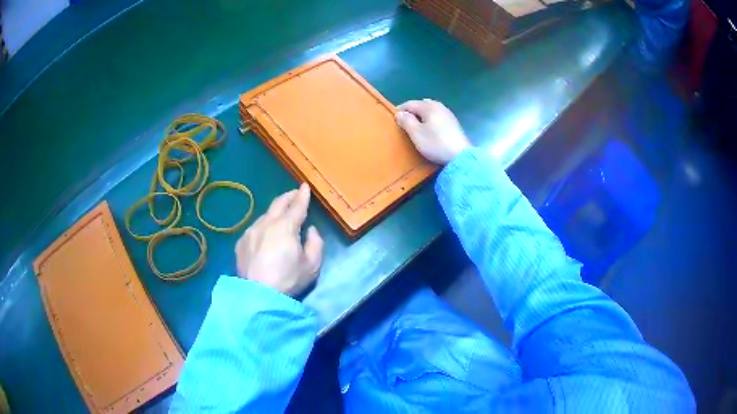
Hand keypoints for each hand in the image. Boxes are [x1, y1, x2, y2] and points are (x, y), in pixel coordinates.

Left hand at [235, 183, 323, 295]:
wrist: (258, 295)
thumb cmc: (288, 279)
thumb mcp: (312, 265)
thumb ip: (315, 243)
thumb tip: (311, 230)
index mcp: (286, 226)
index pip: (297, 206)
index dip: (302, 195)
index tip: (305, 186)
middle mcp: (266, 223)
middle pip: (278, 203)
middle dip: (288, 196)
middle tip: (294, 193)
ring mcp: (251, 231)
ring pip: (265, 215)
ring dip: (275, 212)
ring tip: (280, 215)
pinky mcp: (241, 242)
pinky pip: (255, 228)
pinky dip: (263, 226)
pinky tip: (265, 234)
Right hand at [395, 99, 471, 164]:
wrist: (460, 156)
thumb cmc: (435, 144)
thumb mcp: (416, 133)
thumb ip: (406, 121)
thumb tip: (399, 113)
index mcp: (429, 106)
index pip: (410, 103)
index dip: (400, 110)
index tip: (393, 119)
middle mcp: (439, 106)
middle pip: (422, 104)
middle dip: (412, 111)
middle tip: (405, 121)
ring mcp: (448, 114)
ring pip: (431, 110)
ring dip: (422, 115)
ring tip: (416, 125)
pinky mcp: (454, 124)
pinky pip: (438, 117)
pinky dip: (431, 120)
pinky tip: (430, 129)